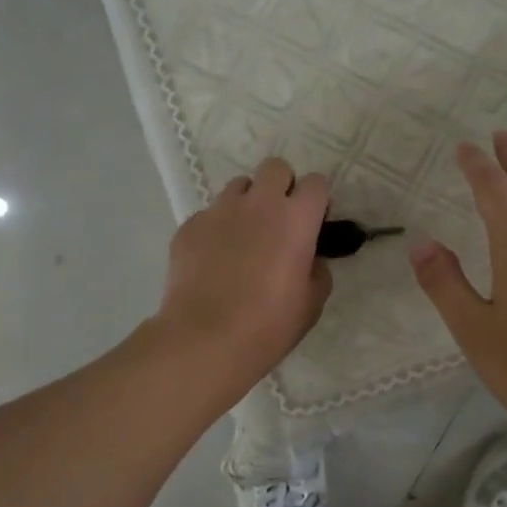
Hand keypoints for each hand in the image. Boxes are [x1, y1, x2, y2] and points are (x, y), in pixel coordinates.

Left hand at [153, 157, 333, 398]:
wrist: (204, 339)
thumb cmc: (268, 325)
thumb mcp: (311, 304)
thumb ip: (317, 271)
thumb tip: (310, 260)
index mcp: (296, 218)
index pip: (316, 183)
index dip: (316, 200)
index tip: (313, 223)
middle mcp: (258, 203)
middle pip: (275, 167)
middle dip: (281, 186)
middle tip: (279, 220)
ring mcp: (219, 211)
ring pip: (238, 187)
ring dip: (247, 203)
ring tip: (243, 238)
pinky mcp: (189, 226)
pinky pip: (209, 215)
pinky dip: (216, 229)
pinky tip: (213, 261)